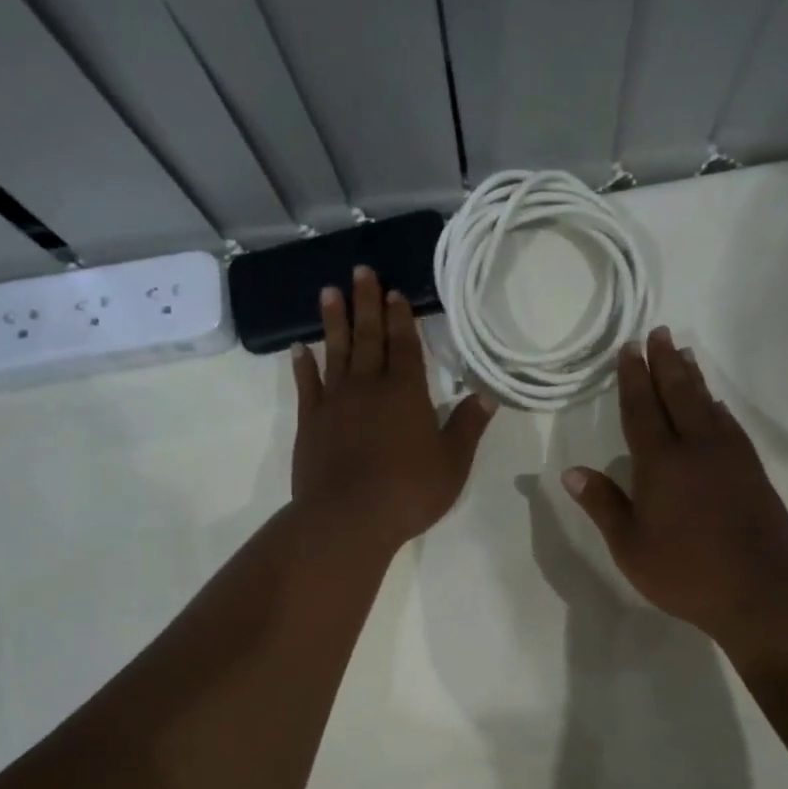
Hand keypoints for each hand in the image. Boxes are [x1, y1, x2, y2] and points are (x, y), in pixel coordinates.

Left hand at [291, 264, 495, 553]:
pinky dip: (303, 366)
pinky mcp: (311, 423)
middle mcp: (369, 387)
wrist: (348, 518)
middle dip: (366, 303)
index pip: (405, 346)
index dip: (401, 318)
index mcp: (407, 393)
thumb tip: (487, 395)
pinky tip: (300, 348)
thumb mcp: (452, 463)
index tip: (394, 292)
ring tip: (329, 292)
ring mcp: (335, 403)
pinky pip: (306, 386)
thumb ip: (468, 426)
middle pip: (368, 337)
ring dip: (333, 322)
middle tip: (361, 270)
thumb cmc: (408, 491)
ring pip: (335, 352)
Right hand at [564, 328, 787, 642]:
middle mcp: (696, 448)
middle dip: (666, 362)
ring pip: (708, 405)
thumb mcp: (630, 546)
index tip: (629, 348)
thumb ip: (604, 505)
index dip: (633, 378)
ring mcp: (730, 457)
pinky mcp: (752, 471)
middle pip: (678, 394)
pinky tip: (717, 405)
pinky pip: (730, 426)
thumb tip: (572, 472)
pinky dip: (718, 408)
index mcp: (660, 463)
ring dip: (693, 377)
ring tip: (685, 353)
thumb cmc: (685, 571)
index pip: (641, 410)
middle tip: (659, 333)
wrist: (760, 589)